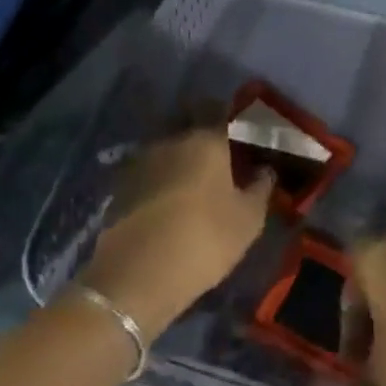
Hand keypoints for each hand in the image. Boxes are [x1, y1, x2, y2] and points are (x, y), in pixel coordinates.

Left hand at [78, 129, 271, 338]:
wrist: (135, 275)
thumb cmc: (203, 239)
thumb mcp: (247, 221)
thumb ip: (260, 189)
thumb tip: (265, 170)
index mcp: (206, 139)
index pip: (219, 109)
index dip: (230, 115)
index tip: (240, 128)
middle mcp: (172, 139)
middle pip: (189, 124)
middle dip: (201, 133)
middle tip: (217, 155)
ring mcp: (142, 161)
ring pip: (166, 147)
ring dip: (178, 157)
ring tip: (191, 181)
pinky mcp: (120, 186)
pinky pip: (148, 171)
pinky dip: (159, 179)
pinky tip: (167, 201)